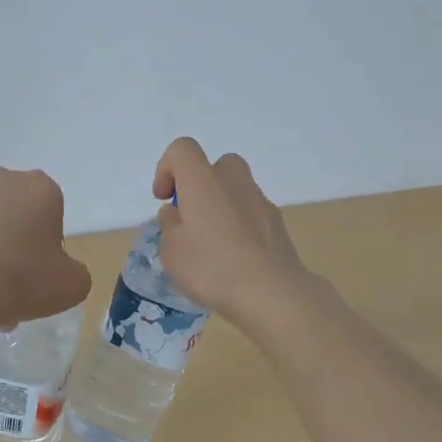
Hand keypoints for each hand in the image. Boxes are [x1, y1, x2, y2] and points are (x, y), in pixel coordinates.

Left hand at [0, 167, 91, 328]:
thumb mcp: (73, 285)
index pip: (49, 209)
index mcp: (38, 187)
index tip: (41, 270)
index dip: (47, 242)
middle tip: (11, 281)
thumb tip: (61, 272)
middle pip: (11, 210)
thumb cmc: (23, 278)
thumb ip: (74, 272)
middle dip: (12, 239)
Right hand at [150, 138, 308, 324]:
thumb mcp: (171, 251)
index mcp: (203, 180)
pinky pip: (252, 213)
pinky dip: (240, 225)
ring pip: (236, 189)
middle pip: (216, 165)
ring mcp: (261, 201)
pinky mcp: (278, 223)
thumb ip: (169, 225)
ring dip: (221, 206)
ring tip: (212, 244)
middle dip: (200, 185)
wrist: (272, 292)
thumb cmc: (212, 268)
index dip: (166, 168)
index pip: (182, 149)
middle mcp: (234, 181)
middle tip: (191, 217)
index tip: (164, 199)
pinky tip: (235, 258)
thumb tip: (177, 214)